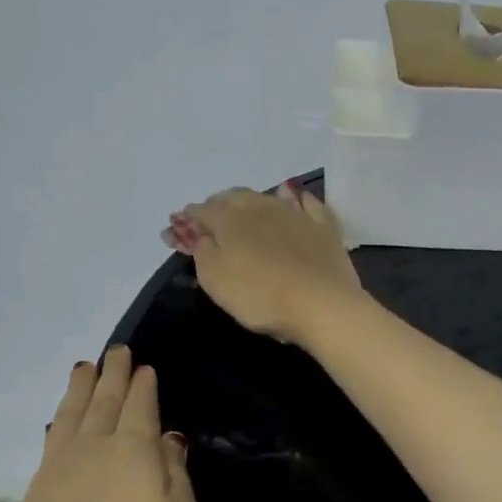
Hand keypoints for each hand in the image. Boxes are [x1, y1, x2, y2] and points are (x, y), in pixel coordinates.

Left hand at [0, 347, 198, 501]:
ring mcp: (60, 468)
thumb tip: (170, 439)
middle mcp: (95, 449)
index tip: (144, 367)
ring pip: (73, 414)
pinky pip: (51, 439)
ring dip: (81, 389)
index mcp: (135, 452)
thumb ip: (176, 476)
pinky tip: (58, 420)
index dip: (144, 386)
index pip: (141, 408)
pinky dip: (59, 421)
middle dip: (113, 375)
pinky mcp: (36, 491)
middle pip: (105, 402)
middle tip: (116, 351)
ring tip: (84, 368)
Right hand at [164, 182, 366, 346]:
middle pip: (233, 197)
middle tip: (210, 221)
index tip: (177, 230)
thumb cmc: (260, 297)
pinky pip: (307, 203)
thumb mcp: (215, 280)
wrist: (322, 304)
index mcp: (230, 220)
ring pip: (267, 196)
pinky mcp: (323, 227)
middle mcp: (261, 207)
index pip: (202, 211)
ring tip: (244, 211)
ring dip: (250, 201)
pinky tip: (294, 199)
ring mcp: (296, 213)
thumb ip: (201, 251)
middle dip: (217, 205)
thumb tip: (199, 233)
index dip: (187, 220)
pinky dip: (295, 199)